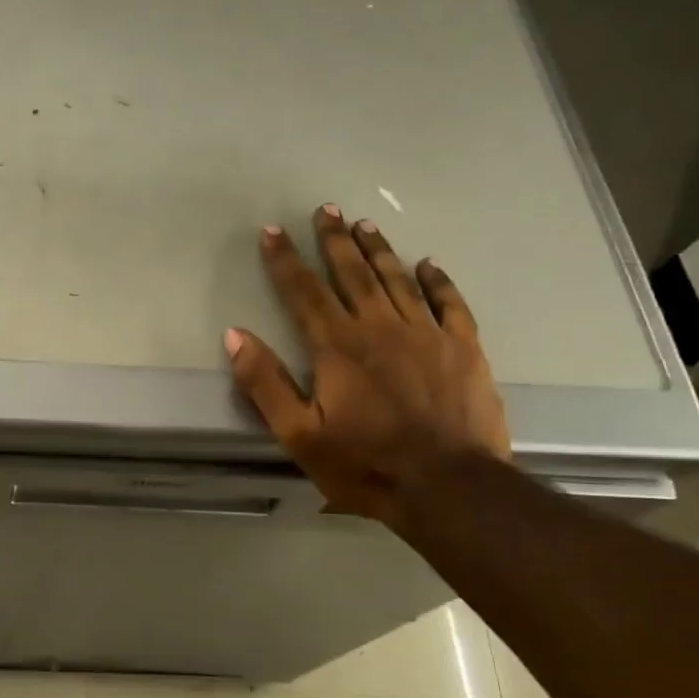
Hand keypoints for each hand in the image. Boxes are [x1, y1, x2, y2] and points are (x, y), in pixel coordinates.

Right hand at [225, 204, 510, 528]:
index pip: (303, 292)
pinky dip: (438, 281)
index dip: (284, 260)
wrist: (448, 487)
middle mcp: (381, 327)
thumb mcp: (300, 434)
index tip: (272, 231)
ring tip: (363, 225)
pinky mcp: (464, 349)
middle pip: (352, 274)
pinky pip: (450, 303)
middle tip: (326, 210)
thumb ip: (266, 383)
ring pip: (397, 279)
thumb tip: (234, 335)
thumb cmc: (366, 464)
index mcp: (338, 346)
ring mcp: (427, 334)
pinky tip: (428, 265)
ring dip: (378, 250)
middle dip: (334, 240)